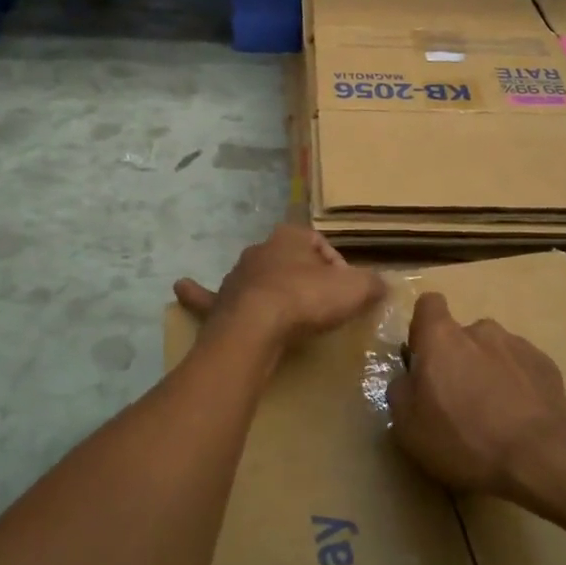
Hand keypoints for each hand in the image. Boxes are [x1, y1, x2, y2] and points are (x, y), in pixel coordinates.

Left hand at [174, 226, 385, 354]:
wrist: (258, 326)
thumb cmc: (307, 299)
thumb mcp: (355, 289)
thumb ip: (372, 284)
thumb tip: (383, 286)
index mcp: (290, 237)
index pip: (319, 244)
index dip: (337, 266)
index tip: (347, 291)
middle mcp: (260, 250)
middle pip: (287, 260)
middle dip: (303, 277)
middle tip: (319, 303)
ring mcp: (235, 276)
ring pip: (255, 277)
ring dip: (267, 288)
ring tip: (283, 311)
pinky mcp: (219, 303)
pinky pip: (207, 295)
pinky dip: (197, 293)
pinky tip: (182, 286)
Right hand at [389, 293, 565, 498]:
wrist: (541, 458)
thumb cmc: (464, 440)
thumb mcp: (409, 428)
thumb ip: (401, 392)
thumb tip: (409, 380)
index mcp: (442, 338)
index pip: (428, 305)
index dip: (423, 327)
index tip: (423, 358)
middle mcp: (480, 331)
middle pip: (462, 335)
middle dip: (458, 360)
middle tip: (458, 402)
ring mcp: (518, 345)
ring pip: (494, 352)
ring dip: (489, 373)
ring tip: (494, 415)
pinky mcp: (547, 366)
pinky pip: (522, 369)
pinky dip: (517, 386)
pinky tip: (519, 420)